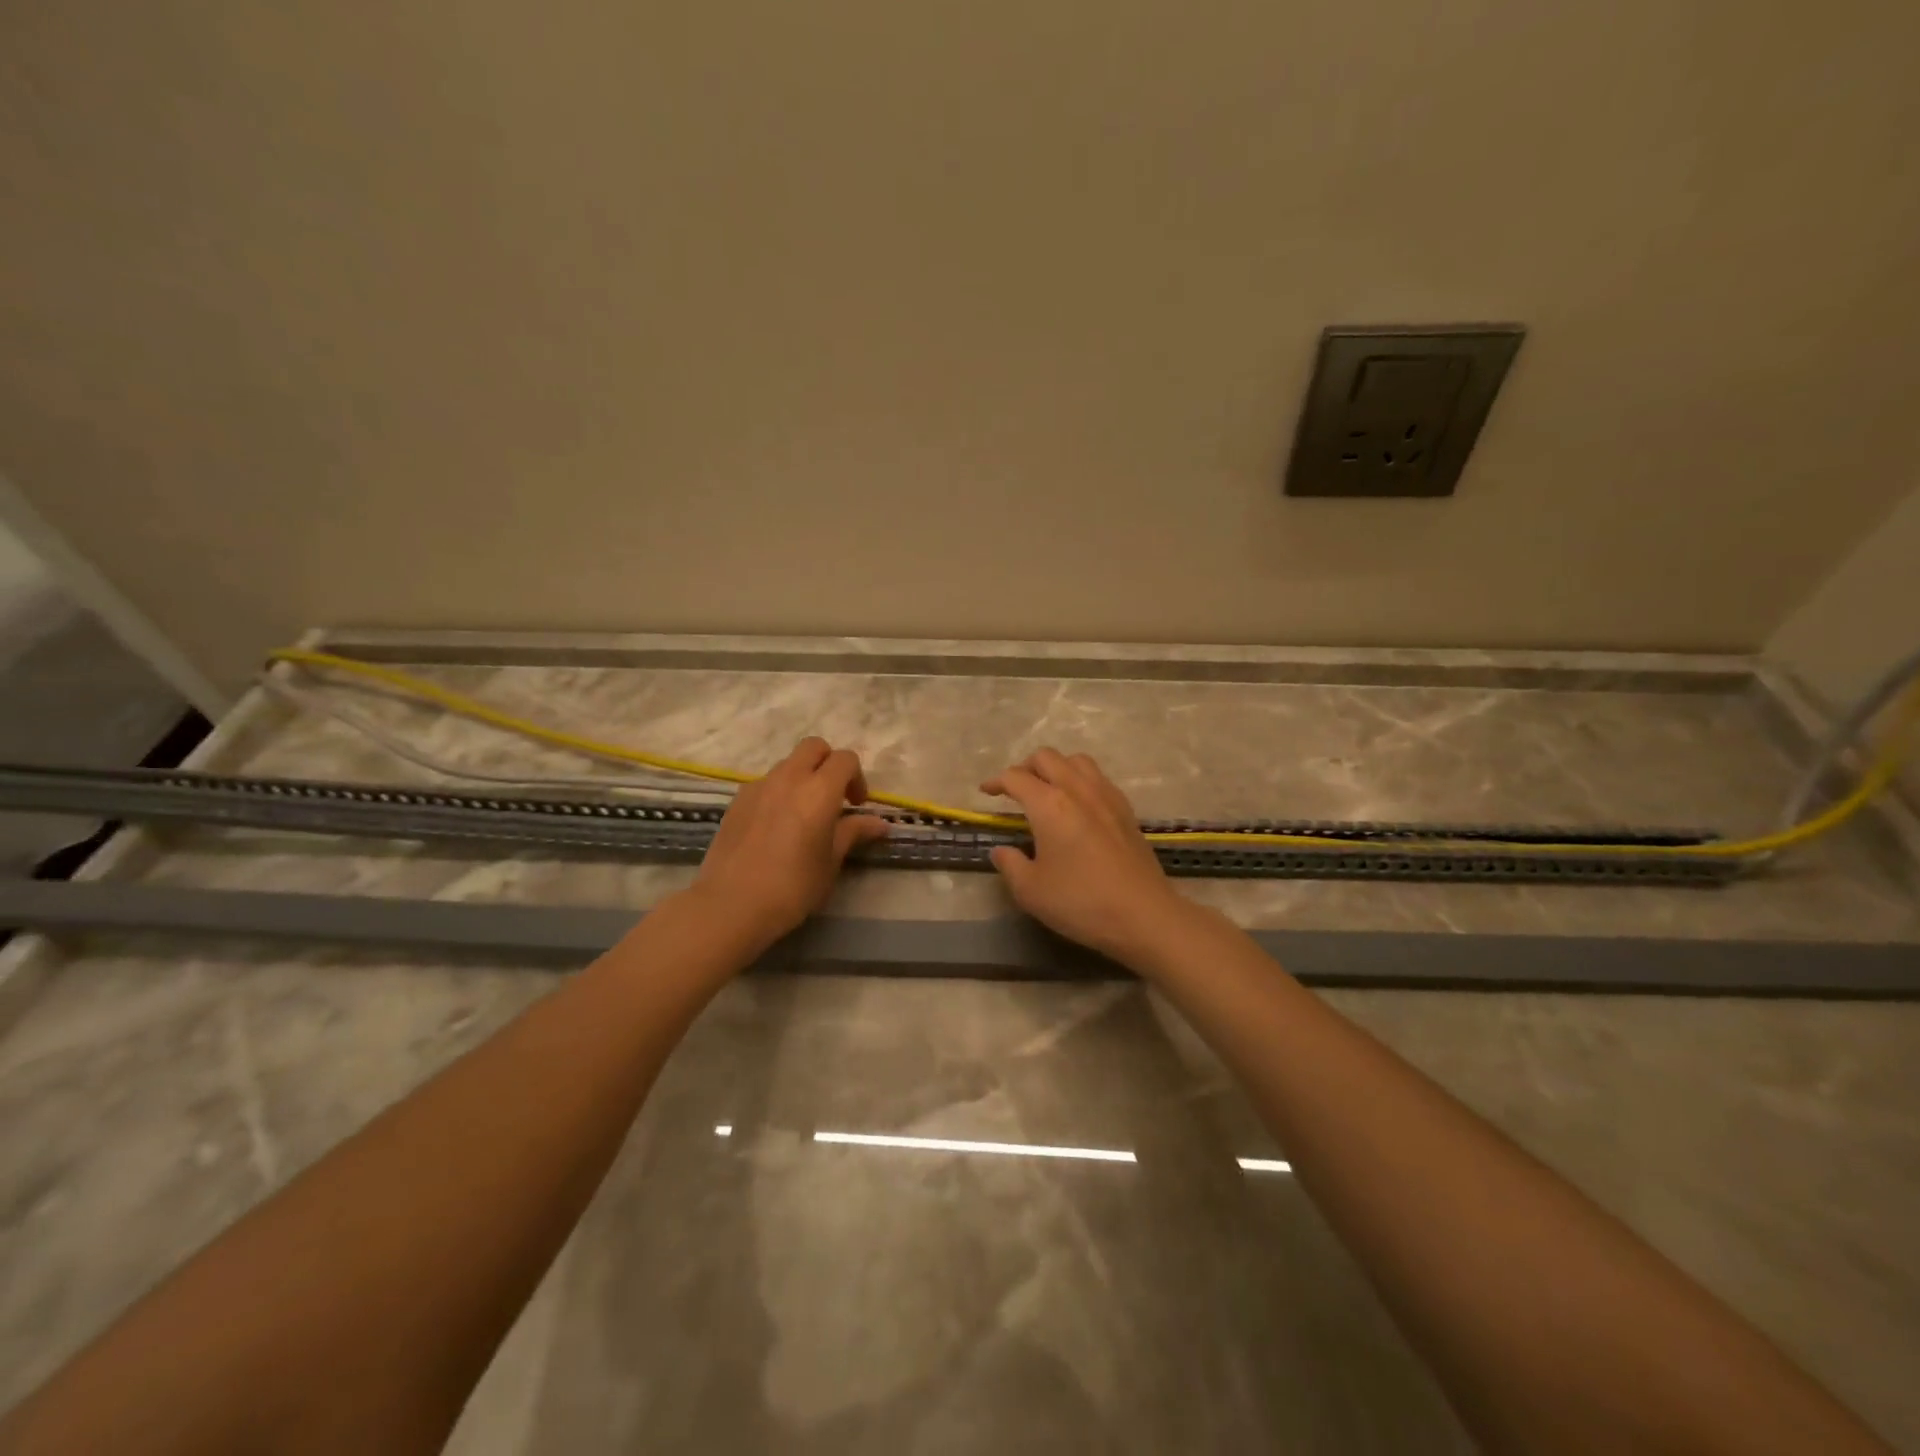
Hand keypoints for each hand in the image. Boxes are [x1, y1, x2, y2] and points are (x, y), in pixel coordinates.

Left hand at [689, 737, 888, 948]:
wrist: (731, 905)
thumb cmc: (793, 886)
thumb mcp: (831, 861)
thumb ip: (853, 833)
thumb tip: (879, 823)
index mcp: (819, 790)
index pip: (845, 759)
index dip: (857, 777)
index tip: (856, 806)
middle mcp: (788, 778)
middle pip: (814, 747)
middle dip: (828, 763)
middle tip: (832, 798)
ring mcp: (758, 786)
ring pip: (787, 764)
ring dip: (802, 777)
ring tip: (803, 814)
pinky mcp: (737, 800)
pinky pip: (765, 783)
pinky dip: (778, 792)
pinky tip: (775, 826)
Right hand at [981, 748, 1195, 965]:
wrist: (1143, 915)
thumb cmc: (1081, 902)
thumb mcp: (1030, 891)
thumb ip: (1009, 864)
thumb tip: (1002, 850)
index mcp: (1049, 804)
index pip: (1016, 778)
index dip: (996, 782)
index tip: (986, 792)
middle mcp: (1077, 789)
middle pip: (1047, 758)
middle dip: (1025, 767)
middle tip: (1015, 790)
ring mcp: (1106, 796)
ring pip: (1076, 761)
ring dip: (1056, 767)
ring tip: (1047, 790)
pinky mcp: (1126, 810)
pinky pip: (1098, 778)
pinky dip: (1080, 780)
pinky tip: (1078, 805)